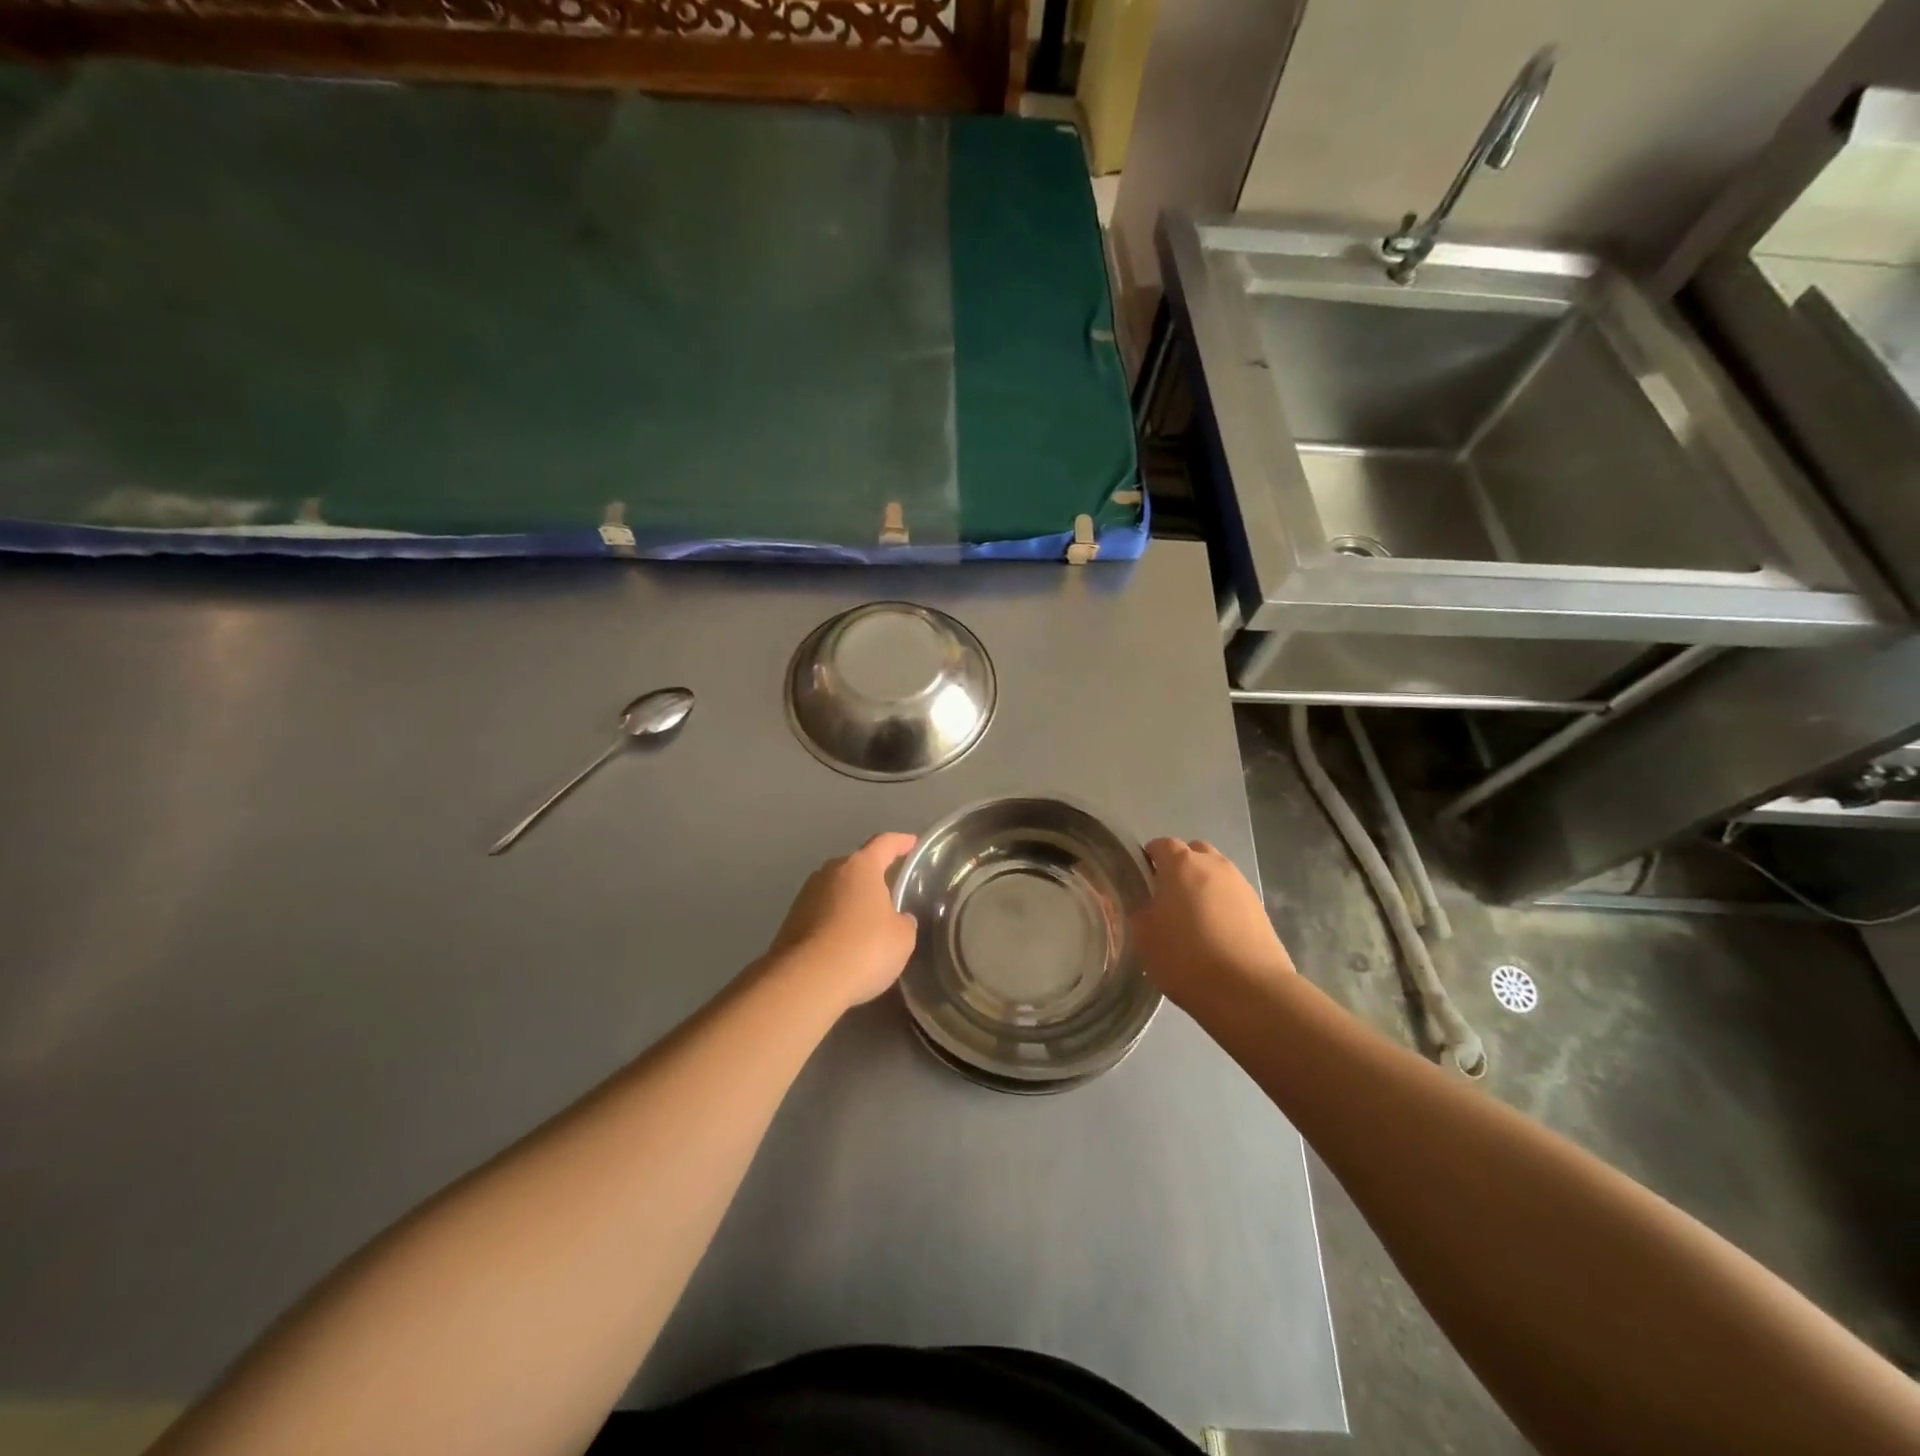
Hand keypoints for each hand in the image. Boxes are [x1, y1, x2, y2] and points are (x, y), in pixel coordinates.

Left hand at [768, 832, 919, 1009]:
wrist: (806, 980)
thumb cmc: (864, 948)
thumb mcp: (902, 938)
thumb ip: (903, 922)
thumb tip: (897, 918)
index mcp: (861, 867)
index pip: (884, 844)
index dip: (900, 842)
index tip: (912, 843)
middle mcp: (830, 872)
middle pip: (856, 866)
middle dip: (872, 876)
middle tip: (889, 891)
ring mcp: (806, 896)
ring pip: (836, 891)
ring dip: (850, 901)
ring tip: (867, 922)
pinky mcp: (790, 921)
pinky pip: (821, 914)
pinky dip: (834, 923)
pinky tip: (844, 944)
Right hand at [1132, 838, 1293, 1007]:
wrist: (1250, 991)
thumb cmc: (1186, 958)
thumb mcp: (1144, 936)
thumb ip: (1140, 909)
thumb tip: (1146, 902)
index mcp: (1181, 864)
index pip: (1161, 845)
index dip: (1149, 861)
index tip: (1142, 886)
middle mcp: (1214, 864)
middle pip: (1193, 853)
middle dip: (1179, 869)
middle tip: (1168, 900)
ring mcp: (1241, 885)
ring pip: (1215, 874)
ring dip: (1203, 887)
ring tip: (1194, 921)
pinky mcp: (1260, 908)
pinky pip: (1232, 896)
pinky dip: (1222, 906)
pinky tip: (1217, 935)